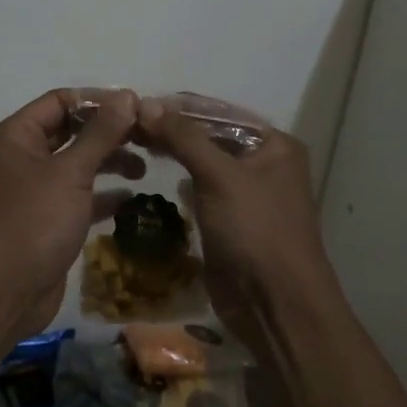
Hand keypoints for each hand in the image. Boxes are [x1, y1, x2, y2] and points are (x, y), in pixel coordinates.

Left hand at [0, 88, 143, 340]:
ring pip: (76, 163)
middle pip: (70, 130)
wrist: (2, 296)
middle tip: (148, 136)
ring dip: (109, 161)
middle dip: (108, 132)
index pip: (59, 101)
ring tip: (144, 167)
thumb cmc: (32, 223)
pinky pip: (79, 195)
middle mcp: (22, 157)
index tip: (135, 107)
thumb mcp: (70, 173)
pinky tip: (132, 197)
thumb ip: (101, 133)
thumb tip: (127, 95)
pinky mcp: (47, 219)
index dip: (97, 100)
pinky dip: (103, 193)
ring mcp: (34, 189)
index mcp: (15, 136)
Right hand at [136, 97, 336, 349]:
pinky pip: (201, 189)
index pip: (220, 111)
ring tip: (135, 142)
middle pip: (211, 135)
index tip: (138, 100)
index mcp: (274, 144)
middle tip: (129, 124)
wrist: (276, 306)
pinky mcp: (230, 220)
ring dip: (174, 152)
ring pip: (204, 162)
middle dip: (173, 128)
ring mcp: (247, 194)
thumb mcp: (220, 176)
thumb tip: (145, 103)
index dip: (180, 106)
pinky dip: (180, 180)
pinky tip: (154, 173)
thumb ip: (183, 137)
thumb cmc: (256, 231)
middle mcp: (264, 163)